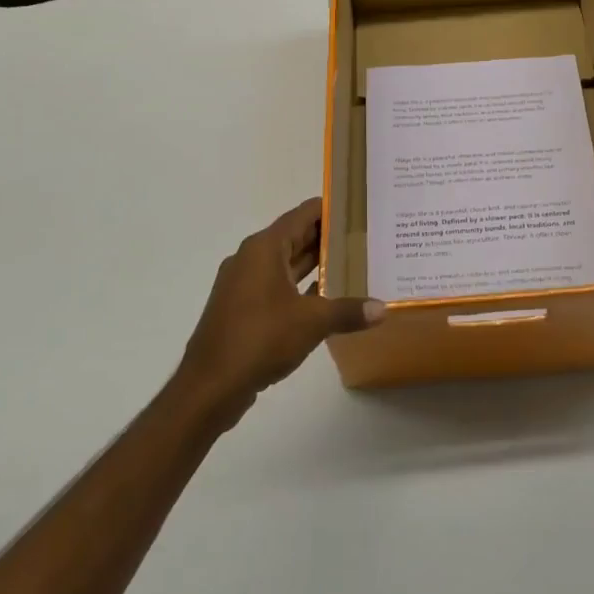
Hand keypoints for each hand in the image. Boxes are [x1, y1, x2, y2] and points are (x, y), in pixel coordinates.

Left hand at [177, 198, 384, 420]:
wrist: (210, 386)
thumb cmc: (261, 338)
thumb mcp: (313, 322)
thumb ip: (348, 311)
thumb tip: (382, 309)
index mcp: (264, 248)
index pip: (302, 215)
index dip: (330, 208)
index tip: (358, 208)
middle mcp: (250, 258)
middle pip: (294, 237)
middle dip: (327, 237)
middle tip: (364, 236)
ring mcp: (243, 285)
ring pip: (284, 264)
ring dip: (314, 263)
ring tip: (352, 263)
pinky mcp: (241, 309)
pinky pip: (276, 286)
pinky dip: (299, 287)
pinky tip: (325, 298)